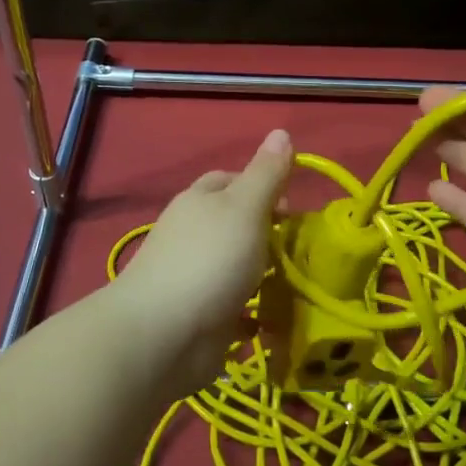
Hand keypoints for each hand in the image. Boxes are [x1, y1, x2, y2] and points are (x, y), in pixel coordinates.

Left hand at [108, 129, 292, 392]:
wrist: (163, 334)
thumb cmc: (209, 260)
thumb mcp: (245, 208)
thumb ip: (266, 174)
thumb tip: (281, 131)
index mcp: (200, 201)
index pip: (231, 180)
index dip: (263, 186)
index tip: (293, 209)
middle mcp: (193, 235)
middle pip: (236, 225)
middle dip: (268, 235)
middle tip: (301, 250)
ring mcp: (194, 277)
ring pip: (237, 267)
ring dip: (264, 275)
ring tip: (298, 285)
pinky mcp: (200, 316)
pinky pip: (234, 309)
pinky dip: (254, 313)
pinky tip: (274, 320)